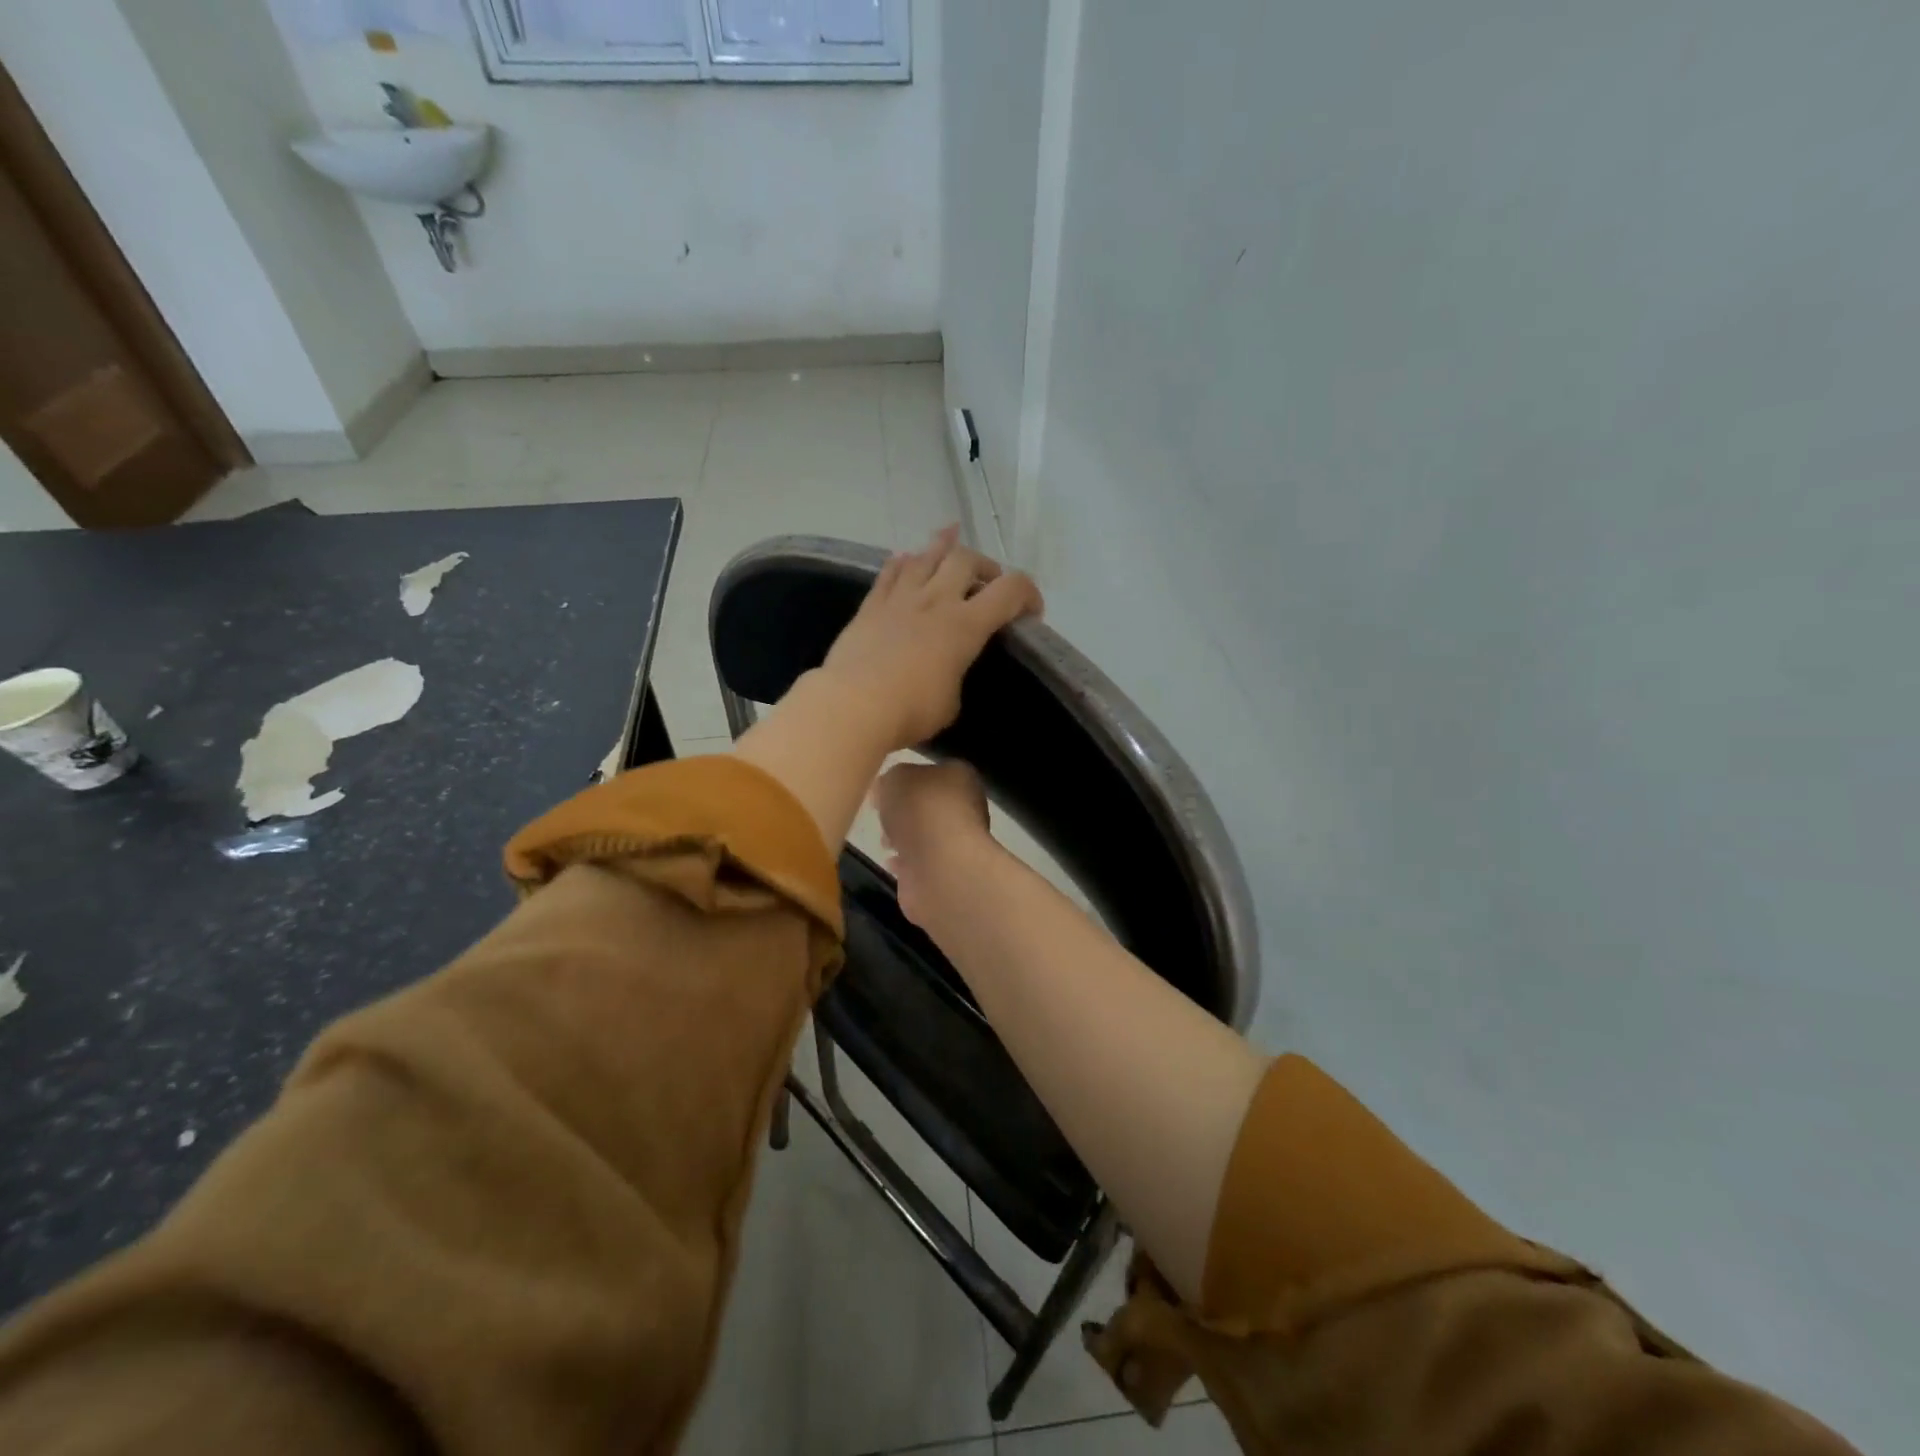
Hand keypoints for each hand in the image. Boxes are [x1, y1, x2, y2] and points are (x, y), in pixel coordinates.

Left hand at [820, 526, 1042, 752]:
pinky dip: (903, 562)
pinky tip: (906, 559)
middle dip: (985, 566)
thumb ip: (956, 677)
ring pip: (925, 556)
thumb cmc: (910, 711)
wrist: (852, 705)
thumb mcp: (951, 703)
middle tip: (987, 583)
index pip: (1010, 590)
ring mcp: (900, 599)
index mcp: (965, 626)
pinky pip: (889, 572)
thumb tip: (947, 671)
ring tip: (951, 542)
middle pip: (966, 559)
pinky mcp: (870, 606)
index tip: (1031, 612)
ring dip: (943, 547)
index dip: (1029, 593)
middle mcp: (935, 601)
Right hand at [874, 759, 996, 926]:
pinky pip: (923, 865)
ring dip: (905, 840)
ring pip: (927, 837)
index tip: (884, 792)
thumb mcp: (895, 777)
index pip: (934, 774)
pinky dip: (907, 865)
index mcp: (961, 778)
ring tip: (885, 843)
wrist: (940, 864)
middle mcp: (967, 809)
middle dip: (905, 814)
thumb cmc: (921, 809)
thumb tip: (886, 791)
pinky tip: (893, 864)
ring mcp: (960, 844)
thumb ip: (891, 780)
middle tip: (884, 818)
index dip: (907, 781)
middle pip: (930, 807)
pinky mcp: (949, 874)